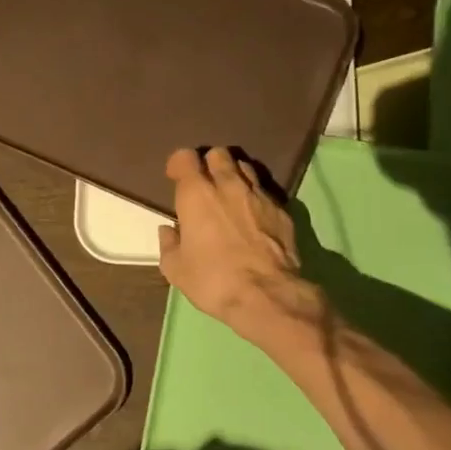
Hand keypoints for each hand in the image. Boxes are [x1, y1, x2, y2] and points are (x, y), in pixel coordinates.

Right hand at [158, 147, 316, 342]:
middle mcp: (227, 185)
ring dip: (234, 175)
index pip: (185, 157)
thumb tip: (168, 231)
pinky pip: (265, 190)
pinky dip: (255, 196)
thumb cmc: (213, 280)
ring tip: (231, 195)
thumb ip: (168, 244)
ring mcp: (258, 194)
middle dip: (209, 163)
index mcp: (196, 194)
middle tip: (205, 184)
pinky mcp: (282, 209)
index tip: (175, 178)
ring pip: (245, 167)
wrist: (267, 295)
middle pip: (218, 154)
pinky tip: (253, 215)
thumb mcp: (176, 270)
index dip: (179, 164)